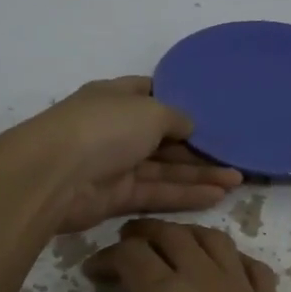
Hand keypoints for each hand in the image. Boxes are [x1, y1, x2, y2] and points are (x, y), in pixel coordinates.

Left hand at [23, 77, 241, 233]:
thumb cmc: (104, 127)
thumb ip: (175, 117)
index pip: (151, 94)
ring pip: (164, 168)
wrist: (53, 176)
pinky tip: (217, 195)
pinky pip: (157, 192)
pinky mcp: (116, 197)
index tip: (211, 110)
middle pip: (163, 136)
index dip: (179, 100)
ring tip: (238, 179)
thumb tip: (189, 126)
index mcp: (116, 97)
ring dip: (199, 174)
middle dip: (198, 147)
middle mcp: (115, 129)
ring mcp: (115, 164)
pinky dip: (185, 194)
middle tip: (235, 154)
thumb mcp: (150, 110)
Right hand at [85, 219, 290, 291]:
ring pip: (214, 240)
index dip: (107, 256)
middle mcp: (209, 282)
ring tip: (167, 249)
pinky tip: (218, 271)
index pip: (131, 254)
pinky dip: (228, 255)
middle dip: (142, 234)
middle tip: (124, 249)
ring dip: (185, 236)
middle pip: (173, 235)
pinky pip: (251, 264)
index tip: (93, 273)